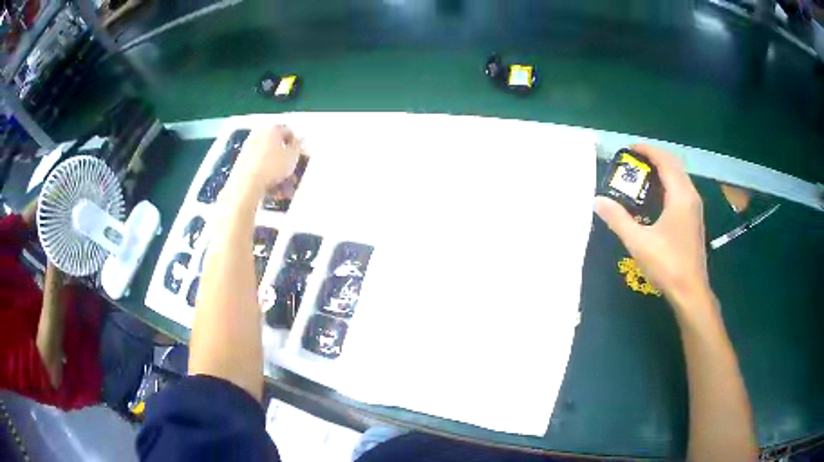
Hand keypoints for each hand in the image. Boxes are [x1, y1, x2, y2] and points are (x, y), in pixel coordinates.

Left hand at [231, 125, 300, 196]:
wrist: (246, 183)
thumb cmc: (271, 166)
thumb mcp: (293, 156)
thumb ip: (297, 147)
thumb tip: (296, 143)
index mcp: (272, 129)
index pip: (289, 132)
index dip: (296, 145)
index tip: (299, 156)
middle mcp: (259, 134)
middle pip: (276, 147)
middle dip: (285, 161)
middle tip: (292, 173)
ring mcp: (248, 148)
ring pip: (268, 159)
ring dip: (277, 172)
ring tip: (284, 187)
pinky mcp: (241, 163)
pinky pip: (259, 168)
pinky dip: (266, 176)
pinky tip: (273, 190)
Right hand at [595, 144, 710, 310]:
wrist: (691, 292)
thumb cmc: (667, 264)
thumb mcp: (639, 242)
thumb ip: (618, 219)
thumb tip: (597, 200)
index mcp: (680, 195)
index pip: (665, 161)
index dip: (647, 150)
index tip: (629, 149)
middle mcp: (691, 195)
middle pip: (674, 165)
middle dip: (655, 157)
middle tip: (634, 161)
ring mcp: (695, 208)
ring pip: (680, 177)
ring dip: (663, 170)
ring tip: (643, 175)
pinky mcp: (695, 219)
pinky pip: (682, 189)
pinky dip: (669, 183)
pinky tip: (656, 197)